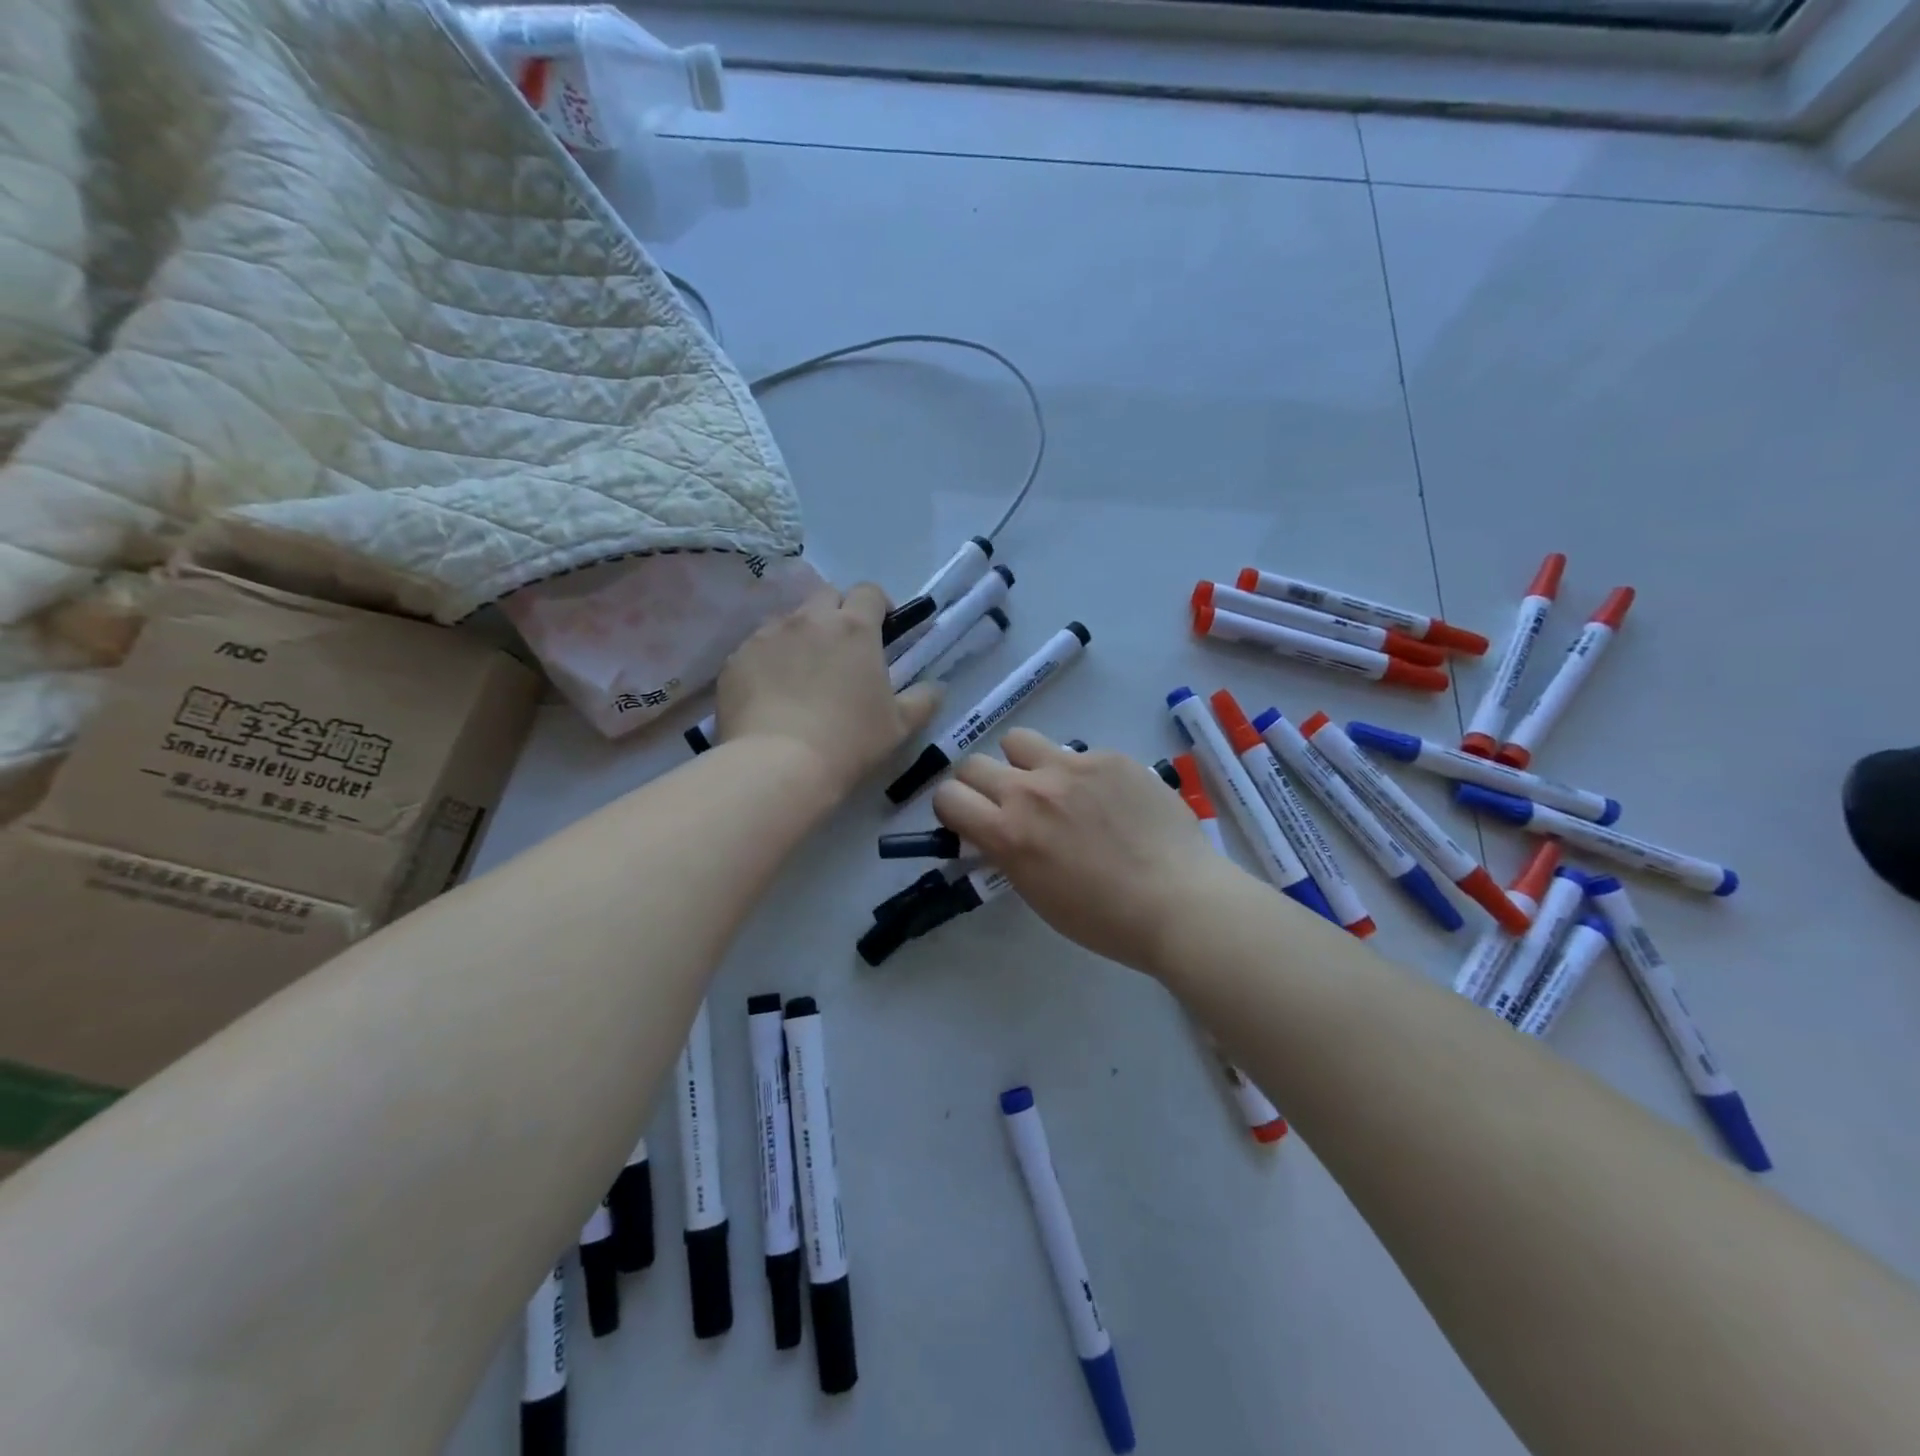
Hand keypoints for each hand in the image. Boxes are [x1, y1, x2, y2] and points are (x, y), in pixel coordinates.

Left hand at [715, 583, 940, 801]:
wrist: (778, 764)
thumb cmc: (849, 742)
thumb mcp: (900, 725)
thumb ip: (924, 699)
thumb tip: (936, 686)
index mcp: (854, 627)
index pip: (869, 592)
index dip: (878, 606)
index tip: (883, 628)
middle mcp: (809, 619)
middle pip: (826, 596)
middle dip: (838, 613)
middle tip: (843, 650)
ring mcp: (767, 635)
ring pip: (789, 620)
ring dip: (802, 635)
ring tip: (804, 674)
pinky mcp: (737, 657)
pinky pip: (757, 647)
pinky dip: (770, 660)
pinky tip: (772, 693)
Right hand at [931, 728, 1234, 974]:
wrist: (1179, 901)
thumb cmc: (1105, 918)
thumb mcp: (1037, 892)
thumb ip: (1007, 851)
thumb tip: (997, 830)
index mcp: (1008, 832)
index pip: (947, 796)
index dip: (952, 808)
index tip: (969, 820)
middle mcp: (1031, 790)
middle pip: (973, 763)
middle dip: (980, 784)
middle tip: (1007, 804)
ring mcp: (1072, 766)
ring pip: (1019, 741)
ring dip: (1022, 763)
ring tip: (1051, 787)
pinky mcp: (1109, 756)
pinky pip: (1076, 753)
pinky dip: (1079, 773)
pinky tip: (1109, 799)